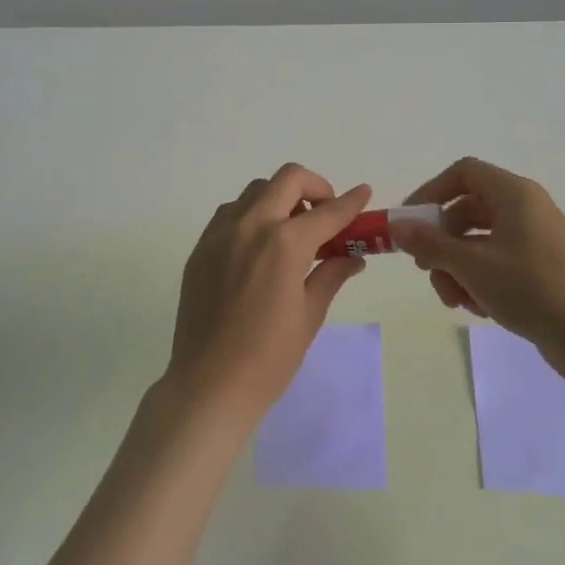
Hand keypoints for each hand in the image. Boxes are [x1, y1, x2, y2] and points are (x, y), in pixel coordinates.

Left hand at [165, 163, 371, 423]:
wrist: (209, 385)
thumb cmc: (269, 358)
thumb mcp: (310, 315)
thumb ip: (331, 274)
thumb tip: (352, 258)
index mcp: (284, 244)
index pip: (327, 212)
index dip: (351, 202)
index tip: (364, 193)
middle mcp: (250, 226)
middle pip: (288, 179)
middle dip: (315, 188)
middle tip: (325, 215)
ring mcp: (220, 233)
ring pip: (256, 191)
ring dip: (280, 198)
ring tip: (292, 232)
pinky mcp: (201, 247)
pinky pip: (231, 212)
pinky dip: (252, 214)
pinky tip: (260, 246)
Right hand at [392, 157, 564, 360]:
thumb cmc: (530, 287)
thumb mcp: (471, 265)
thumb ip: (430, 243)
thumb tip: (398, 227)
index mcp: (513, 194)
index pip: (463, 172)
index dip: (431, 191)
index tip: (411, 222)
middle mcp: (524, 208)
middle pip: (467, 210)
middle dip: (441, 243)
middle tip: (426, 269)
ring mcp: (533, 238)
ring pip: (478, 241)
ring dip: (457, 268)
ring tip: (456, 300)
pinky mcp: (539, 266)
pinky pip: (496, 261)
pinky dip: (479, 280)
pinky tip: (479, 308)